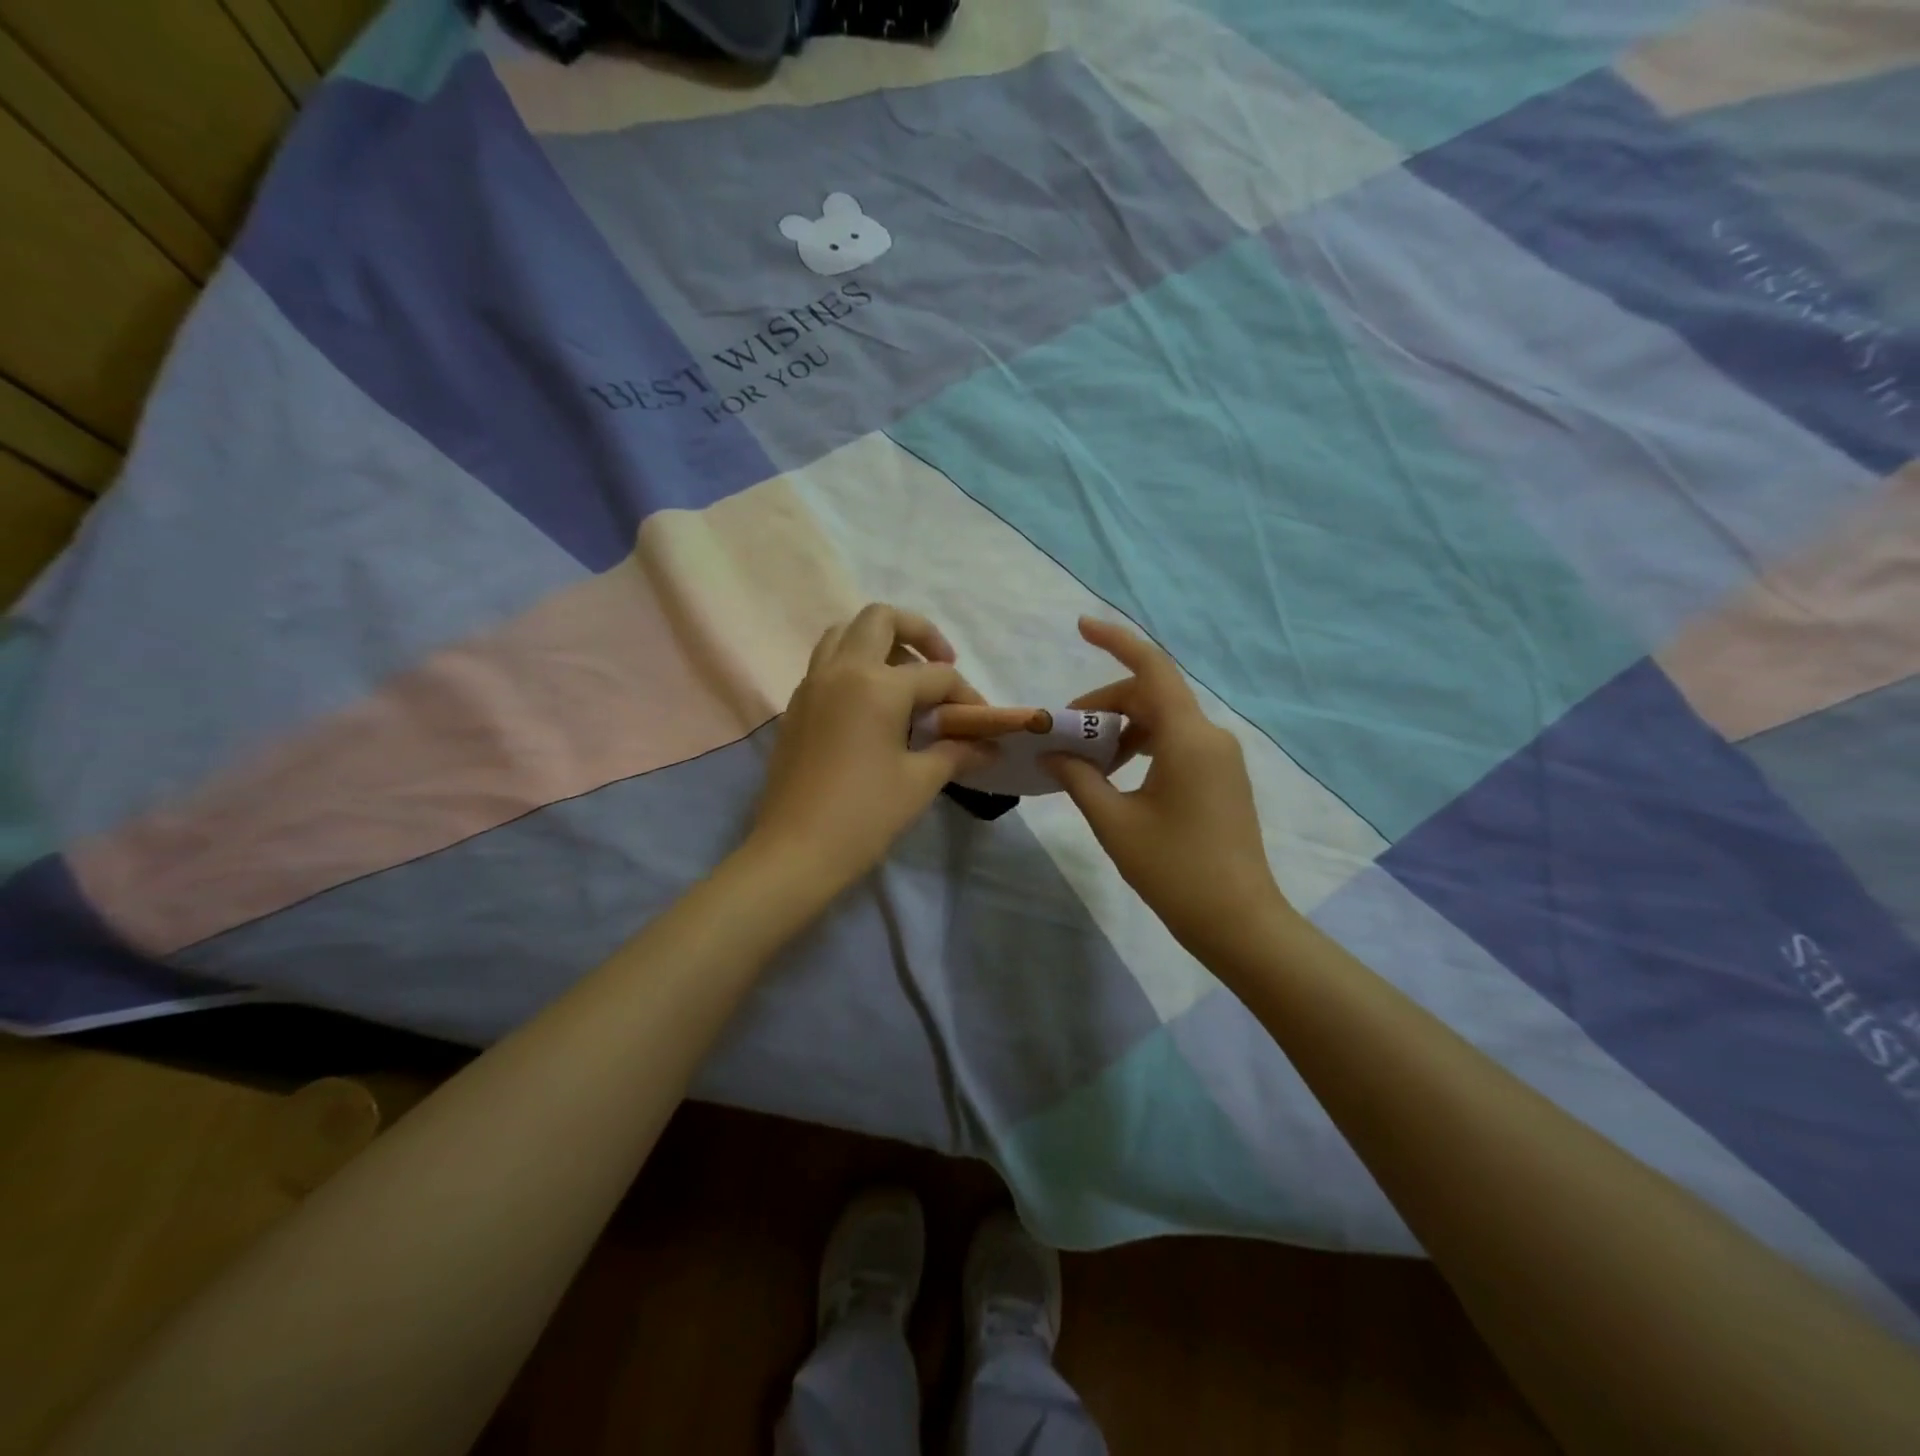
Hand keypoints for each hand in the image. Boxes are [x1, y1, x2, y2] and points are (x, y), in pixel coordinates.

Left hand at [747, 603, 993, 892]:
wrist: (795, 851)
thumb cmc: (864, 815)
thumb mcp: (919, 782)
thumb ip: (955, 753)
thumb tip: (988, 747)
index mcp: (876, 684)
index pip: (935, 675)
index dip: (966, 695)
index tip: (982, 722)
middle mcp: (841, 671)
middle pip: (880, 619)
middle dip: (918, 632)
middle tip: (940, 664)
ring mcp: (811, 685)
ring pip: (844, 633)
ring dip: (879, 642)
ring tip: (903, 678)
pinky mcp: (796, 707)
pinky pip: (826, 664)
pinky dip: (853, 666)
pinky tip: (872, 706)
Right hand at [1046, 618, 1291, 962]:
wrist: (1239, 921)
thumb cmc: (1174, 870)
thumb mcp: (1114, 822)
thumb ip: (1079, 778)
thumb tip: (1053, 753)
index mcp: (1188, 738)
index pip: (1151, 669)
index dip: (1116, 641)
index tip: (1080, 626)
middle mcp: (1210, 737)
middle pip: (1151, 697)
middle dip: (1104, 706)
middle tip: (1063, 734)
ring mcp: (1220, 758)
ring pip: (1163, 721)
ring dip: (1121, 729)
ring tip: (1086, 761)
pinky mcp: (1222, 779)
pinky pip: (1177, 743)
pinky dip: (1143, 746)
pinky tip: (1117, 776)